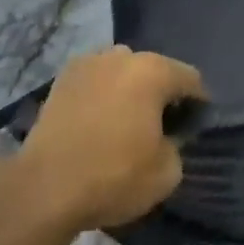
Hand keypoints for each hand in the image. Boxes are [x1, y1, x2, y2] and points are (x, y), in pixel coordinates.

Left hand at [8, 47, 204, 233]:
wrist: (45, 188)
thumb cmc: (114, 176)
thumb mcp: (167, 172)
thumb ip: (178, 144)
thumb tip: (168, 136)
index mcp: (152, 71)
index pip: (191, 79)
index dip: (198, 103)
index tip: (194, 128)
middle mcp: (121, 57)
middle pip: (154, 69)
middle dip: (161, 92)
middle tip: (160, 126)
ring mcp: (87, 63)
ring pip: (121, 70)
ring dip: (129, 89)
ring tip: (125, 121)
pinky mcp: (61, 79)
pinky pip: (94, 80)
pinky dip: (102, 94)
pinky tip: (98, 120)